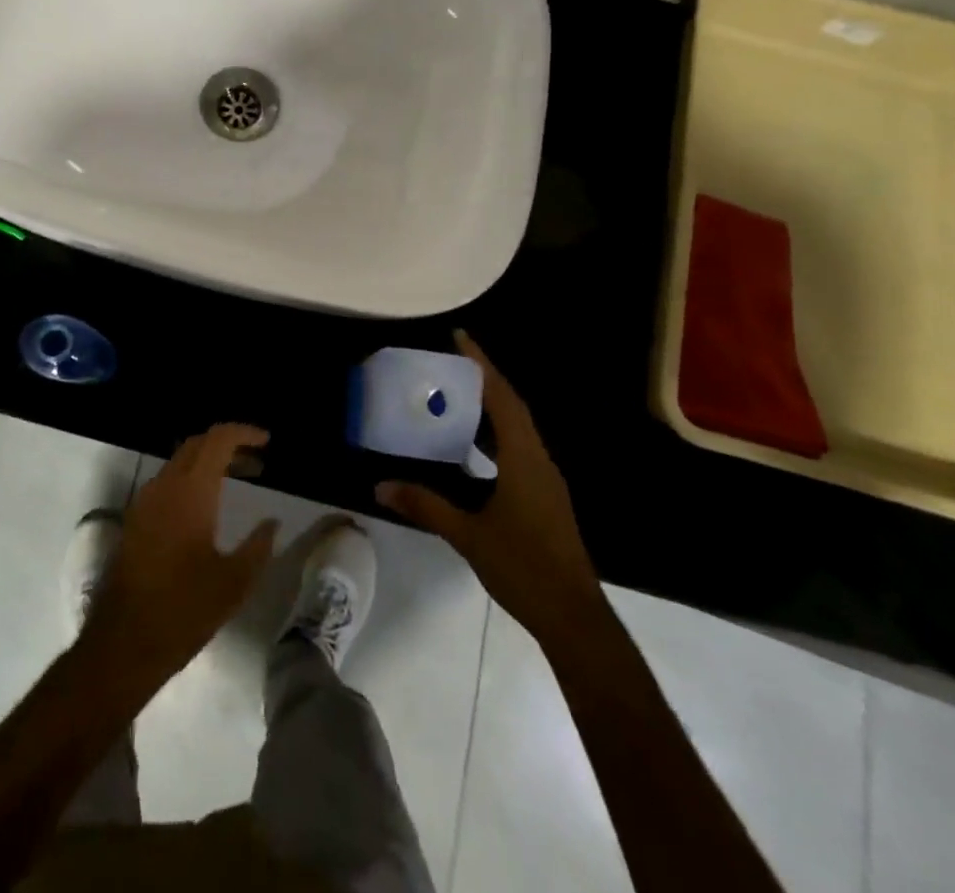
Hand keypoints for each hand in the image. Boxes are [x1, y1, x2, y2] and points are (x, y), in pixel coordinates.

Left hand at [83, 424, 278, 685]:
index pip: (218, 439)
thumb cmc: (185, 610)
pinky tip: (207, 506)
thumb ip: (258, 545)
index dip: (244, 432)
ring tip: (238, 480)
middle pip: (197, 444)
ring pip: (179, 462)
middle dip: (228, 445)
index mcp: (191, 491)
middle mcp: (164, 486)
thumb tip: (272, 522)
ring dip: (208, 462)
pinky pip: (166, 483)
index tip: (267, 441)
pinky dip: (190, 479)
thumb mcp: (235, 582)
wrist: (124, 642)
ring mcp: (144, 502)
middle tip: (257, 463)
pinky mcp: (134, 520)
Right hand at [376, 331, 598, 631]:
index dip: (482, 366)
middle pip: (513, 406)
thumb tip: (380, 486)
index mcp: (524, 459)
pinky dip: (495, 435)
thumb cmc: (523, 567)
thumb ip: (426, 505)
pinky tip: (472, 447)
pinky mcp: (544, 496)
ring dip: (491, 407)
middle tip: (450, 363)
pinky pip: (518, 449)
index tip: (460, 338)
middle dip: (484, 380)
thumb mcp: (468, 535)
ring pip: (517, 429)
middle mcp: (539, 460)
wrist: (574, 617)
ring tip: (456, 395)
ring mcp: (545, 479)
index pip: (502, 398)